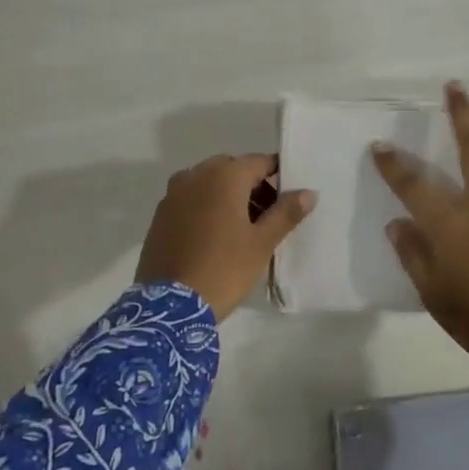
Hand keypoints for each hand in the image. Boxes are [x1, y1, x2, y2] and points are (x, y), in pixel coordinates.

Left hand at [136, 154, 315, 320]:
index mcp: (224, 175)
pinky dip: (207, 208)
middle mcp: (195, 175)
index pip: (260, 162)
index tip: (290, 198)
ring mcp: (173, 194)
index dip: (279, 176)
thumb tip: (309, 192)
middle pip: (233, 170)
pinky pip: (191, 200)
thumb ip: (286, 212)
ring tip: (244, 229)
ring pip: (210, 184)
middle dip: (253, 186)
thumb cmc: (224, 269)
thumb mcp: (262, 243)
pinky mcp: (160, 215)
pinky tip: (216, 237)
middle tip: (268, 217)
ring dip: (229, 196)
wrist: (169, 307)